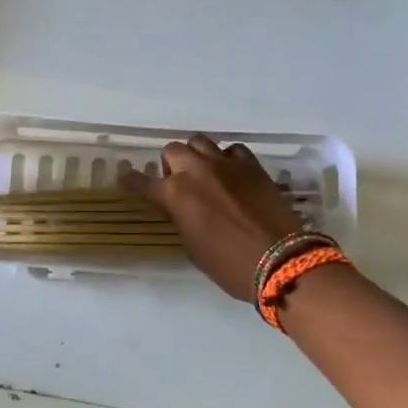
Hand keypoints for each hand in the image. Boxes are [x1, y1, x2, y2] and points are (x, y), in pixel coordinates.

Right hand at [121, 135, 303, 299]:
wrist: (280, 260)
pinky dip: (227, 159)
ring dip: (196, 155)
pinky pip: (232, 150)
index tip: (126, 178)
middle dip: (170, 165)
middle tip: (177, 182)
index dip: (132, 181)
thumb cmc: (230, 265)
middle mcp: (196, 171)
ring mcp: (225, 164)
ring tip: (203, 173)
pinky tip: (231, 174)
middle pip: (172, 150)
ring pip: (200, 142)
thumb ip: (182, 220)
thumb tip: (183, 210)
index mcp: (175, 194)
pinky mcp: (252, 165)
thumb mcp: (193, 248)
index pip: (143, 182)